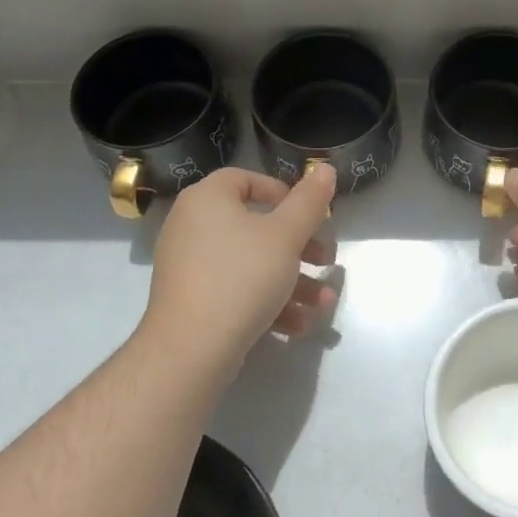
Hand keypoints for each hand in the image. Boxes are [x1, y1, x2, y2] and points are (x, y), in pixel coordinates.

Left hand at [144, 165, 339, 369]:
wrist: (191, 349)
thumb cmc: (241, 277)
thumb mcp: (286, 235)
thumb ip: (309, 201)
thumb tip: (324, 167)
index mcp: (207, 199)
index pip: (247, 179)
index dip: (284, 194)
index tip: (311, 216)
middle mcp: (192, 226)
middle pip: (256, 226)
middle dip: (300, 247)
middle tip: (326, 260)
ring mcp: (190, 266)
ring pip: (252, 264)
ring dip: (293, 282)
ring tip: (323, 303)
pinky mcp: (193, 300)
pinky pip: (237, 290)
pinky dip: (268, 302)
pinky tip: (298, 324)